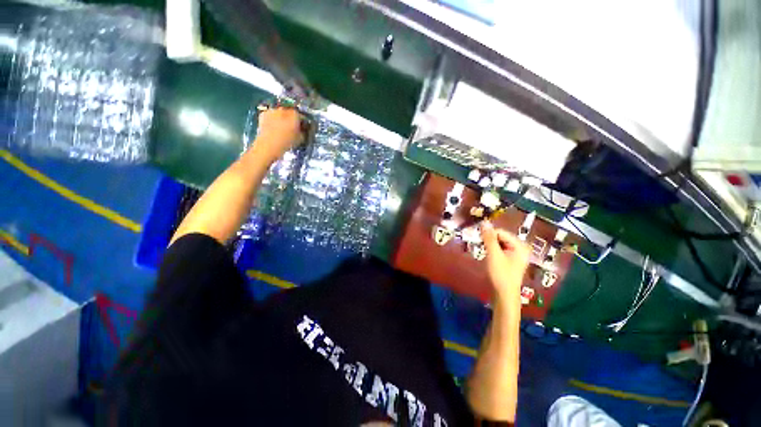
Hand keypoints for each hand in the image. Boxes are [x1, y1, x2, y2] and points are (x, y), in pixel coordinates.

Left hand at [254, 107, 303, 161]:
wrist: (268, 145)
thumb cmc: (286, 142)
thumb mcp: (300, 138)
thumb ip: (302, 131)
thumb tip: (302, 129)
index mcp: (294, 115)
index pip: (300, 115)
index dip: (302, 121)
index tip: (302, 127)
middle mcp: (283, 110)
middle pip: (289, 112)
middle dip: (291, 118)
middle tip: (292, 127)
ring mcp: (272, 111)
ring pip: (279, 113)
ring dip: (281, 118)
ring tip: (282, 128)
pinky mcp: (263, 114)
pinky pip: (270, 115)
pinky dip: (273, 119)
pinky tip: (273, 127)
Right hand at [480, 221, 529, 301]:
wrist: (504, 295)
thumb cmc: (500, 274)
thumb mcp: (493, 255)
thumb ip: (489, 238)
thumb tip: (484, 222)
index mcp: (520, 245)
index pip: (500, 232)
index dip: (488, 235)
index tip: (479, 241)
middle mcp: (520, 247)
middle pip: (500, 237)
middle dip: (489, 241)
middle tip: (482, 248)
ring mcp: (516, 254)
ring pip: (499, 243)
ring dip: (490, 246)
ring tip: (485, 254)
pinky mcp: (511, 259)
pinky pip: (500, 249)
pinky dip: (493, 251)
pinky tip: (489, 257)